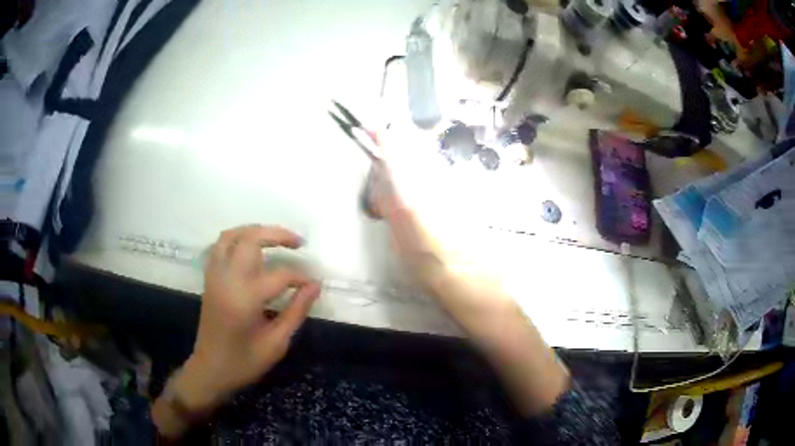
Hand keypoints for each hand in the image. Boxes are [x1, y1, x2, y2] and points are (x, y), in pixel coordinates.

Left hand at [177, 225, 319, 411]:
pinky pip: (220, 246)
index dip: (301, 277)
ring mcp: (215, 276)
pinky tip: (251, 248)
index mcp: (245, 298)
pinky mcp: (209, 279)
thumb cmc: (245, 361)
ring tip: (275, 238)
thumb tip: (314, 286)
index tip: (313, 285)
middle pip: (250, 239)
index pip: (280, 275)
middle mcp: (227, 279)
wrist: (211, 369)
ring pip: (231, 236)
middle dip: (277, 234)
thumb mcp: (276, 343)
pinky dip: (237, 239)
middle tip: (298, 242)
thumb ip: (296, 311)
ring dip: (255, 231)